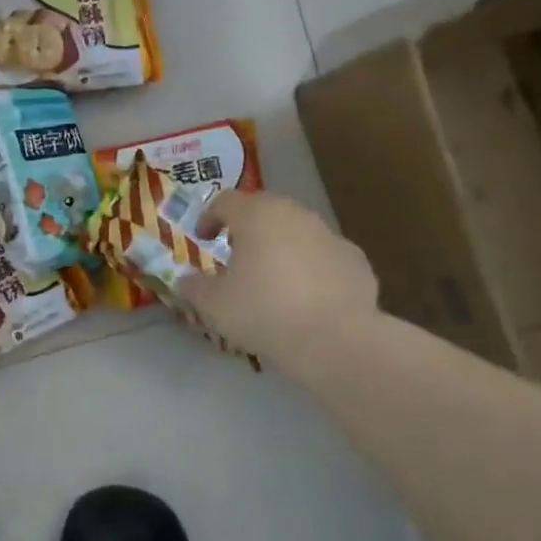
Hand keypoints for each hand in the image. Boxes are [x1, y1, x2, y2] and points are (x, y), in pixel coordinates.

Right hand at [176, 192, 378, 370]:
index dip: (209, 217)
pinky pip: (324, 257)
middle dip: (247, 230)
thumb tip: (185, 280)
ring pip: (297, 232)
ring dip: (281, 248)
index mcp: (256, 215)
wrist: (335, 339)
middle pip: (265, 211)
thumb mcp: (214, 305)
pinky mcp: (355, 260)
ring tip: (272, 280)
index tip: (203, 239)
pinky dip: (311, 269)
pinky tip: (307, 299)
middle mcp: (295, 214)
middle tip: (236, 256)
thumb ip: (194, 287)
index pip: (225, 201)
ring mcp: (330, 235)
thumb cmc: (263, 311)